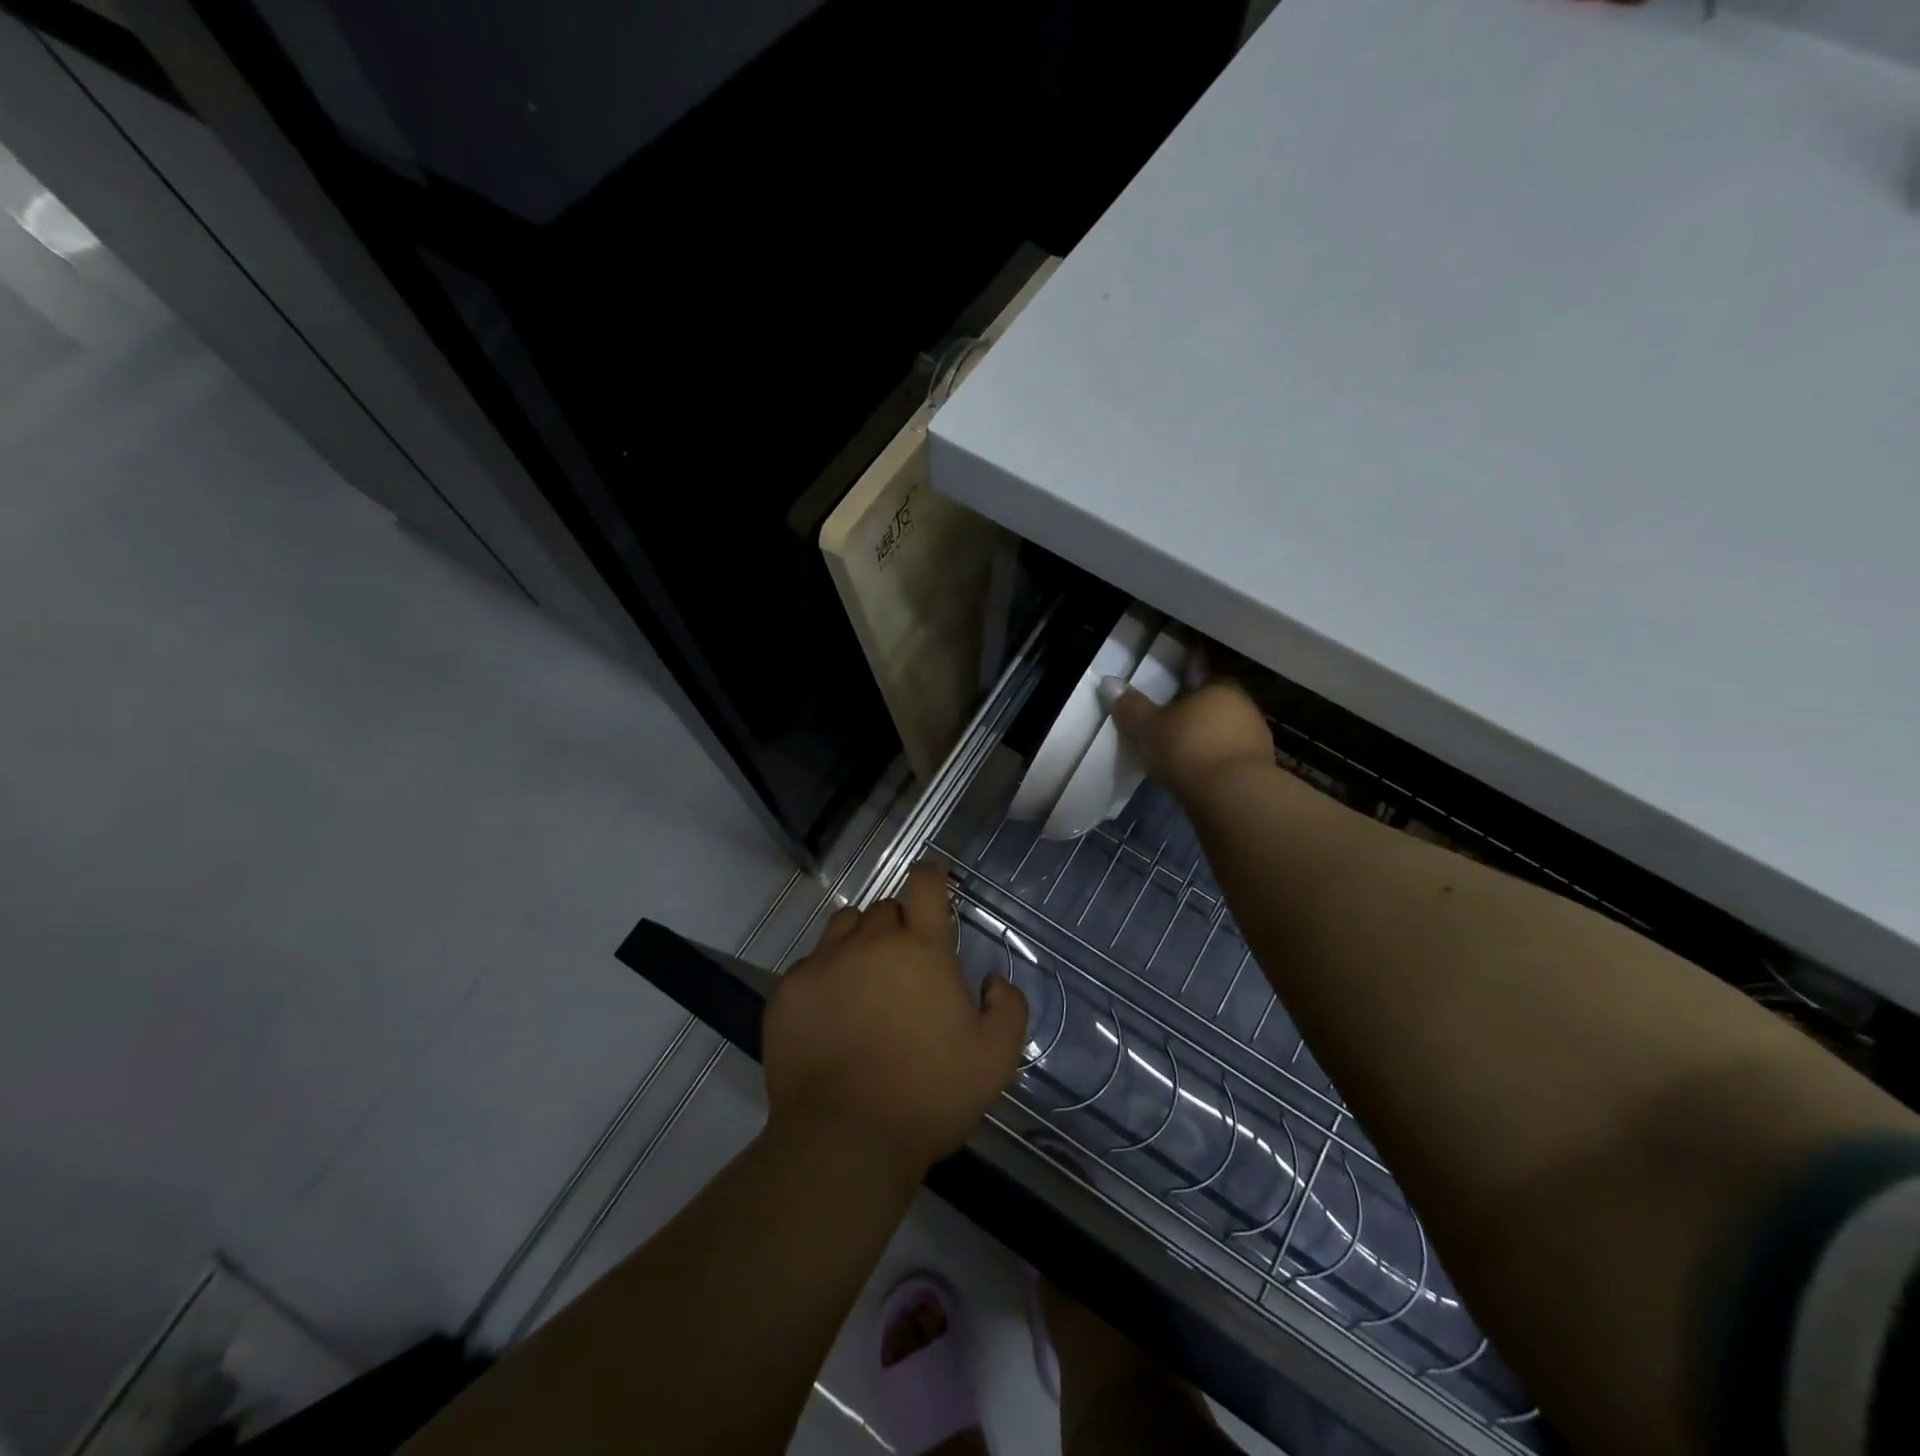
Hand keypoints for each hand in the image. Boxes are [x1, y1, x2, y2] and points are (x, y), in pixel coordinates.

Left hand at [764, 867, 1028, 1177]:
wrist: (844, 1140)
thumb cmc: (929, 1095)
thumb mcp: (995, 1059)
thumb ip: (1007, 1008)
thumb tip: (991, 981)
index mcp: (921, 948)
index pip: (924, 883)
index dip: (932, 876)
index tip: (935, 886)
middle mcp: (870, 942)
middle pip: (885, 908)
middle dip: (900, 925)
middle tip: (908, 966)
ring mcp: (823, 963)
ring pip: (844, 927)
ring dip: (861, 940)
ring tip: (867, 980)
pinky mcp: (789, 991)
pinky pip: (811, 964)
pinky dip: (826, 976)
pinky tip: (832, 1014)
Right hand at [1103, 676, 1274, 801]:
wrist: (1233, 796)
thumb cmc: (1188, 749)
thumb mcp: (1149, 728)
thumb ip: (1132, 707)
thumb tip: (1109, 683)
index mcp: (1219, 687)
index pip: (1203, 675)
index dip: (1187, 682)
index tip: (1172, 693)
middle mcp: (1244, 706)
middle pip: (1216, 705)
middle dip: (1197, 714)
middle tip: (1172, 726)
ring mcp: (1256, 738)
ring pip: (1226, 732)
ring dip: (1208, 740)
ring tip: (1182, 755)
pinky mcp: (1260, 770)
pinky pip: (1231, 758)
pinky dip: (1216, 763)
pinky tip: (1199, 775)